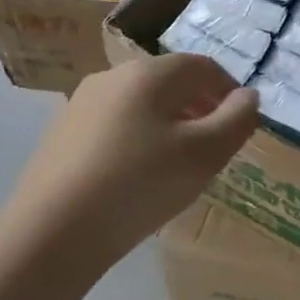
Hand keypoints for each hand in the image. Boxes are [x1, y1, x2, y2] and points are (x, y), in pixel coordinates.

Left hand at [3, 55, 257, 263]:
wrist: (50, 233)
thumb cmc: (139, 184)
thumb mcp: (205, 155)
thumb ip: (237, 120)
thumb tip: (248, 96)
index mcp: (150, 73)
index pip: (204, 67)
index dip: (230, 90)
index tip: (241, 123)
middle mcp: (114, 76)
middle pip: (171, 81)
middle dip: (200, 106)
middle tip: (215, 144)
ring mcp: (82, 103)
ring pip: (141, 103)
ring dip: (169, 122)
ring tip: (178, 163)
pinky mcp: (61, 132)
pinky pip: (115, 124)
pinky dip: (138, 138)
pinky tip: (137, 175)